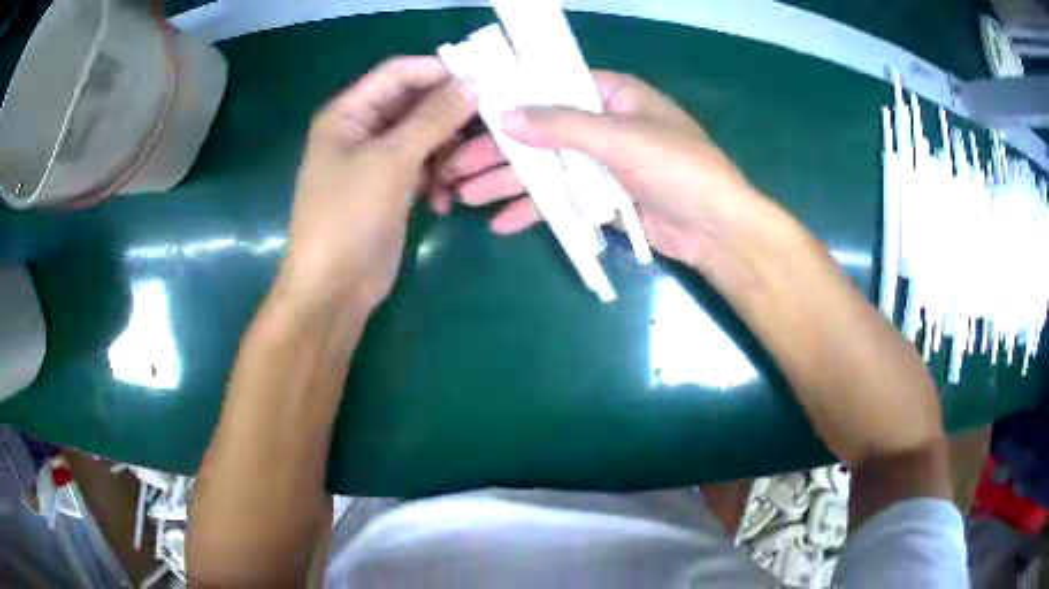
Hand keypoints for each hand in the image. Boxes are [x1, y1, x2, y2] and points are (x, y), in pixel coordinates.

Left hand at [282, 57, 476, 312]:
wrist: (333, 289)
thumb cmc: (349, 216)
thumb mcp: (391, 160)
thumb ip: (434, 118)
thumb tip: (476, 82)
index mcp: (349, 112)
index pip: (399, 72)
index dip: (439, 70)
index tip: (485, 80)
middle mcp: (362, 129)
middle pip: (414, 103)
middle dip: (449, 114)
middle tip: (491, 123)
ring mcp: (377, 160)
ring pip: (424, 137)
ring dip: (447, 152)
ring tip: (463, 171)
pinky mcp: (392, 188)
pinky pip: (424, 168)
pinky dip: (438, 180)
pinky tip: (444, 202)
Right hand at [433, 71, 765, 268]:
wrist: (717, 230)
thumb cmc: (679, 169)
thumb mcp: (621, 138)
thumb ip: (562, 126)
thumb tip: (504, 116)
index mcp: (611, 94)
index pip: (550, 86)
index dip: (509, 99)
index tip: (468, 113)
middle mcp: (602, 123)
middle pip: (538, 131)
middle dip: (495, 151)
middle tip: (451, 167)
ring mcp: (600, 163)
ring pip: (544, 167)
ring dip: (504, 182)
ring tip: (461, 197)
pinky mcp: (601, 198)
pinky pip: (559, 199)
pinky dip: (533, 210)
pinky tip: (499, 222)